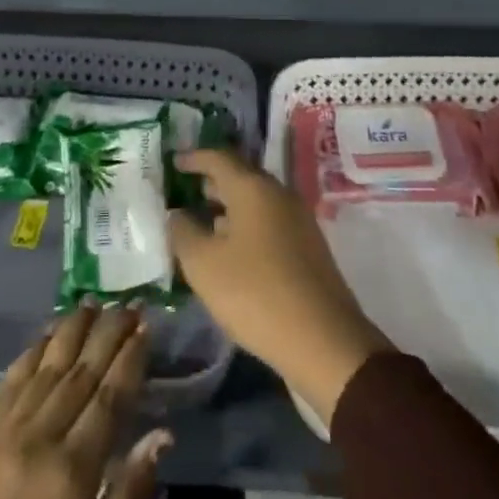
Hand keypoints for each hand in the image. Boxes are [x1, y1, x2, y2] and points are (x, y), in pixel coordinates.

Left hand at [0, 305, 168, 498]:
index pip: (110, 397)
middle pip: (81, 372)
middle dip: (108, 333)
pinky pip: (10, 382)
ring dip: (71, 331)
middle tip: (128, 303)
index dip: (130, 358)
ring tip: (93, 302)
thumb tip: (161, 437)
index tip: (146, 326)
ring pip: (47, 367)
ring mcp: (6, 432)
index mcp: (73, 471)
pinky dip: (32, 352)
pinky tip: (45, 334)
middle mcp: (41, 437)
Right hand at [167, 148, 389, 424]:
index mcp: (253, 188)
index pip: (219, 158)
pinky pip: (269, 221)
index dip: (194, 158)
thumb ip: (183, 233)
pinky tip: (232, 250)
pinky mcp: (308, 246)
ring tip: (203, 221)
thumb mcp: (204, 265)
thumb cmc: (256, 294)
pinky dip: (246, 225)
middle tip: (185, 190)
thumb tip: (177, 214)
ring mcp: (298, 219)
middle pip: (240, 176)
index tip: (174, 162)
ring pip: (256, 200)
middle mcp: (279, 194)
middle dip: (212, 181)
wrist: (324, 340)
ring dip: (229, 206)